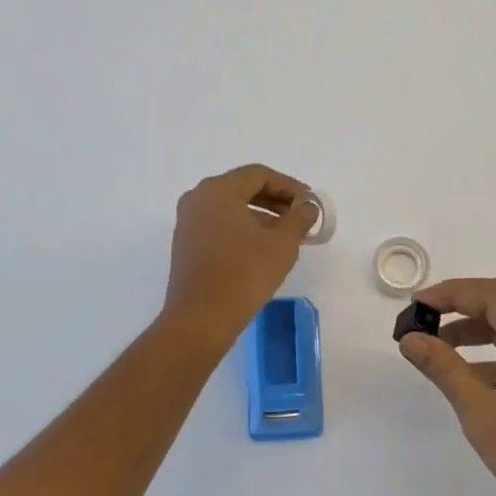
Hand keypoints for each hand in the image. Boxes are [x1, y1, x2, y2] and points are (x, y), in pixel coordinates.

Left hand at [162, 165, 318, 341]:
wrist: (201, 320)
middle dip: (275, 200)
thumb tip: (307, 207)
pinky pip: (219, 225)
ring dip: (261, 216)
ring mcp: (188, 223)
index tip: (309, 202)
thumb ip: (299, 218)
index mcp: (217, 190)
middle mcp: (197, 199)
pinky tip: (262, 248)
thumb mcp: (282, 244)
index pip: (259, 175)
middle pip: (243, 188)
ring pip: (231, 208)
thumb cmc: (243, 274)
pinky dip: (242, 229)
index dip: (288, 186)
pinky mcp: (186, 245)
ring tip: (286, 235)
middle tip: (300, 216)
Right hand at [399, 278, 495, 495]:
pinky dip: (484, 357)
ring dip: (471, 329)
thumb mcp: (483, 414)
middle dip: (461, 304)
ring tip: (433, 341)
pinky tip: (458, 374)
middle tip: (423, 314)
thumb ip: (445, 369)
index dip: (454, 293)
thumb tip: (409, 339)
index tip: (417, 304)